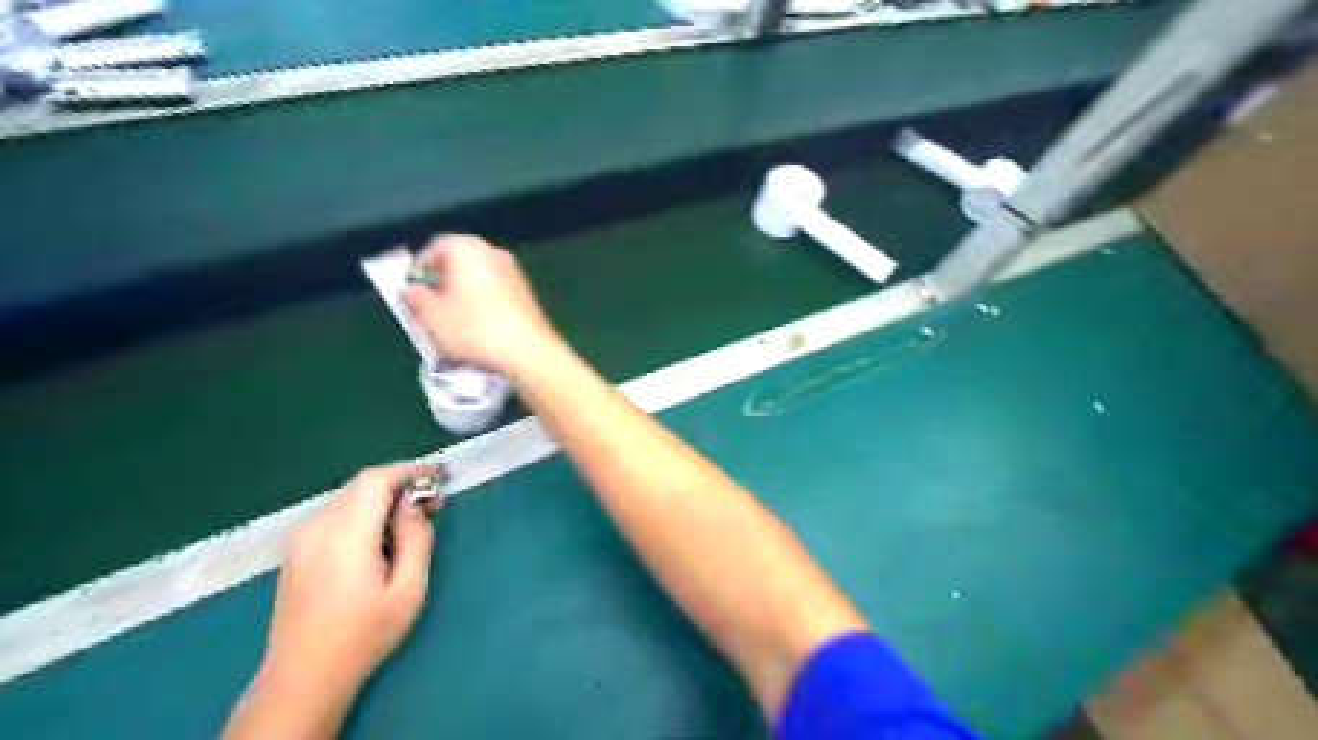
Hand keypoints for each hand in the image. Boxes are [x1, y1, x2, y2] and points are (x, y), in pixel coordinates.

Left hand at [254, 464, 437, 695]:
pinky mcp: (296, 553)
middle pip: (361, 485)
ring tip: (408, 523)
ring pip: (348, 499)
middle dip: (398, 485)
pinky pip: (334, 516)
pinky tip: (378, 539)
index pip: (376, 479)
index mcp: (346, 534)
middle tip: (430, 503)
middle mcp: (318, 527)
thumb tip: (414, 506)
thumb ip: (416, 539)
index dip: (408, 470)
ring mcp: (302, 540)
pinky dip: (362, 514)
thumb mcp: (408, 589)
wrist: (303, 677)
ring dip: (380, 500)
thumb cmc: (364, 634)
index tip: (437, 476)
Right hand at [408, 235, 559, 377]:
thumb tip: (409, 290)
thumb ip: (415, 298)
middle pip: (459, 261)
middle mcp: (493, 252)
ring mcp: (514, 272)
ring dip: (462, 294)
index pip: (436, 246)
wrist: (529, 351)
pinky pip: (495, 292)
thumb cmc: (475, 329)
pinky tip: (476, 327)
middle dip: (442, 281)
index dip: (420, 267)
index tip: (411, 288)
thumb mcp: (432, 317)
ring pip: (478, 278)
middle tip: (428, 305)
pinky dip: (482, 303)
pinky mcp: (527, 293)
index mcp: (467, 248)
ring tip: (450, 320)